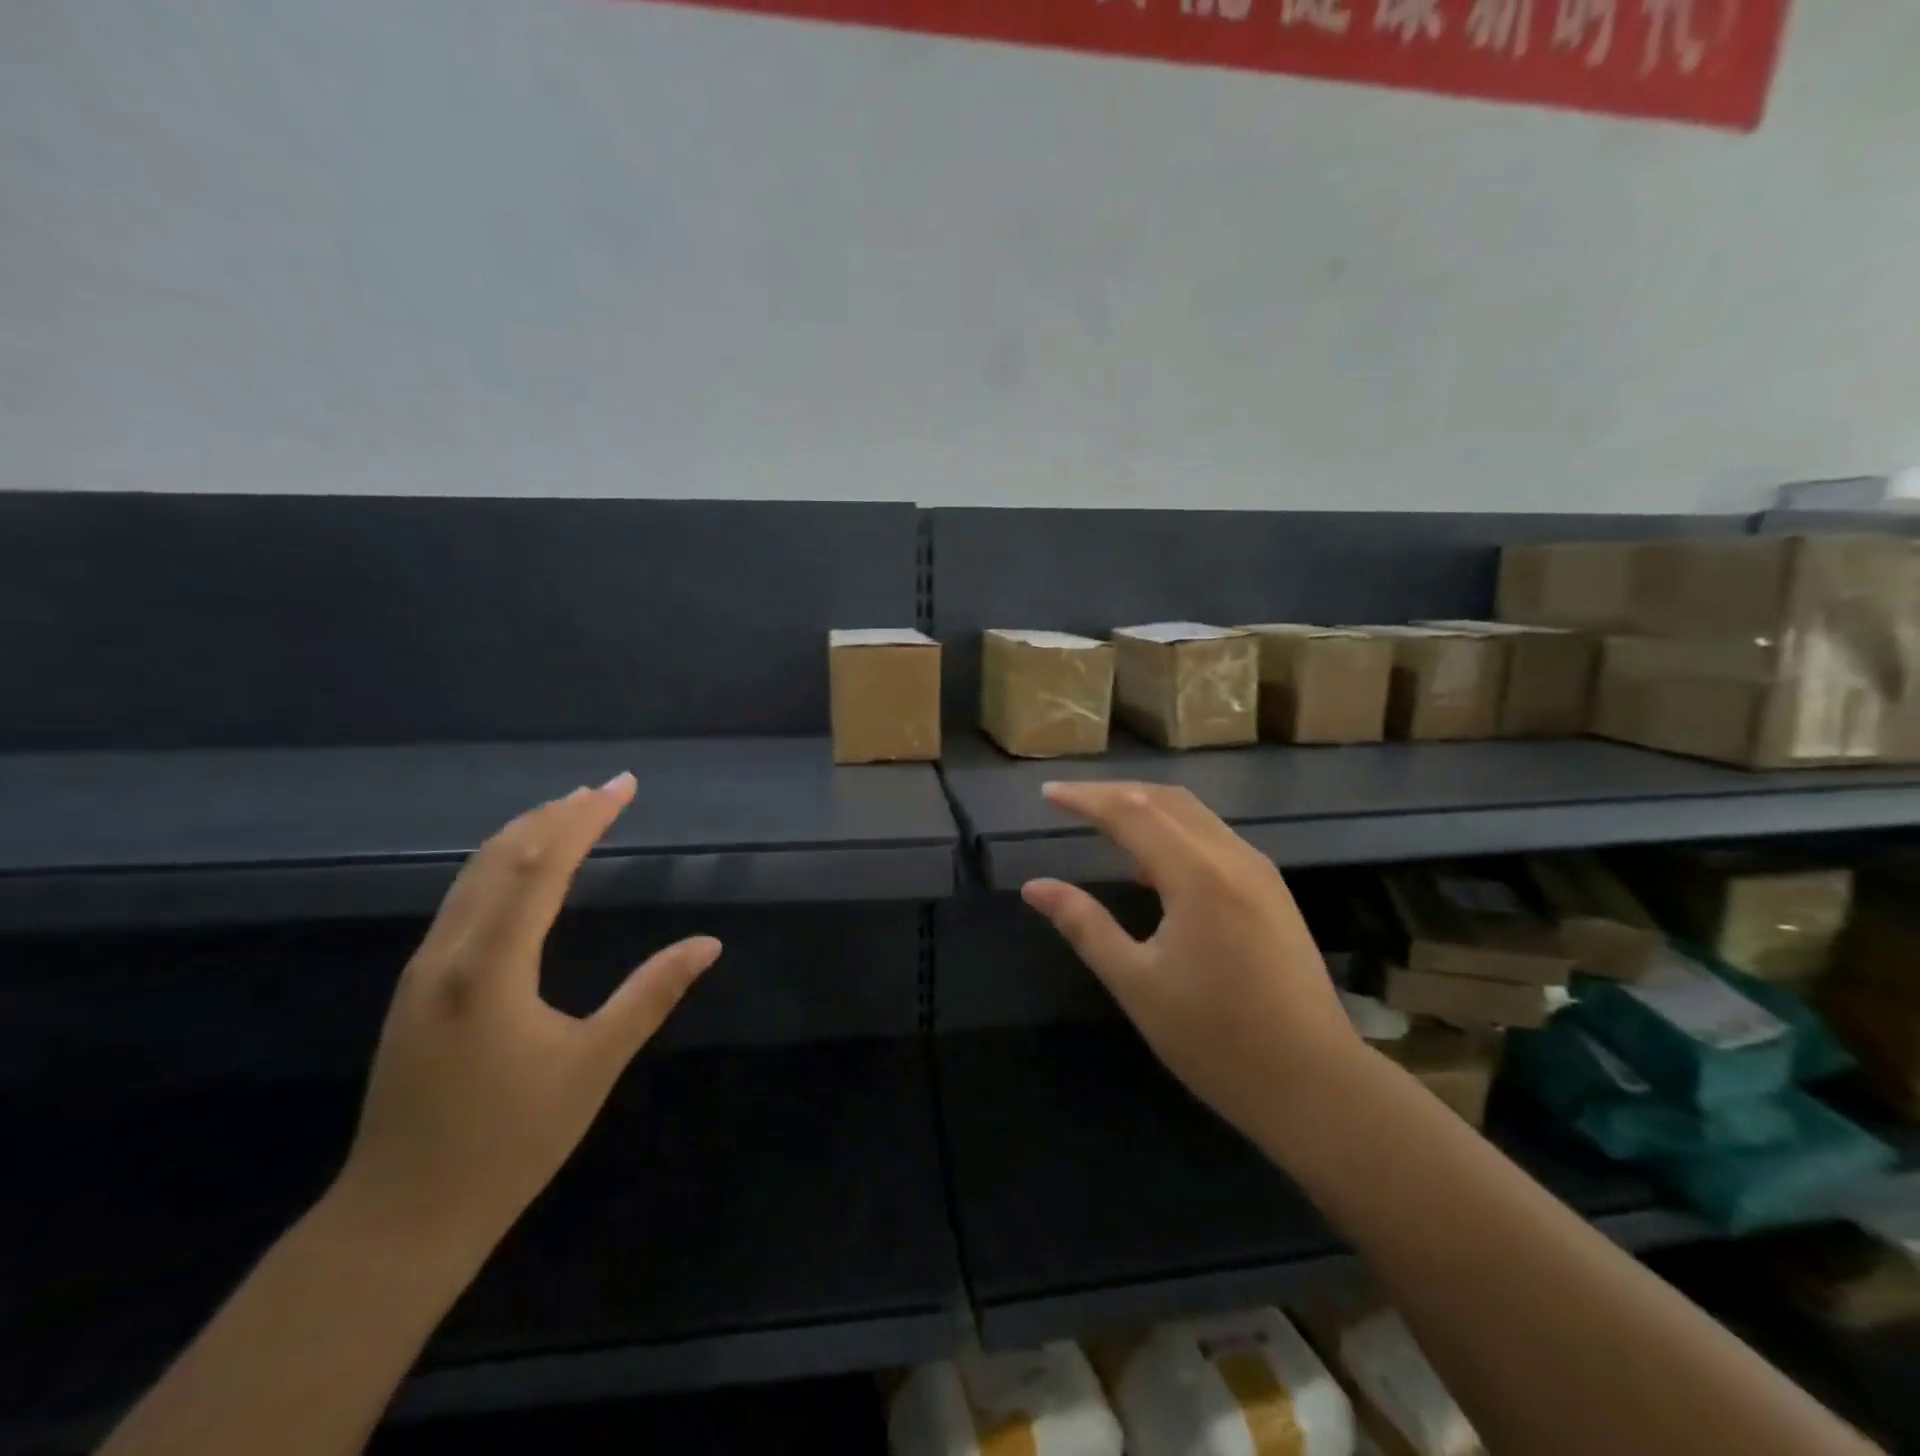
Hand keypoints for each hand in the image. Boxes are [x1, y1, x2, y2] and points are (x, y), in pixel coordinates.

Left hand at [334, 773, 720, 1251]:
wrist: (399, 1218)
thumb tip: (709, 944)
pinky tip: (524, 871)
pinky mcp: (418, 988)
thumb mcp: (594, 1064)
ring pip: (473, 875)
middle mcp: (449, 953)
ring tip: (571, 811)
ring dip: (525, 834)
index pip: (543, 865)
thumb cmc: (509, 1142)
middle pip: (502, 856)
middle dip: (556, 814)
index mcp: (491, 966)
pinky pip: (462, 900)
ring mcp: (425, 969)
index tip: (623, 786)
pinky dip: (501, 866)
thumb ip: (652, 994)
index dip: (586, 819)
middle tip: (604, 788)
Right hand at [1022, 781, 1360, 1139]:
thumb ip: (1084, 925)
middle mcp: (1233, 857)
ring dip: (1146, 807)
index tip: (1047, 793)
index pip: (1131, 812)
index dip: (1085, 798)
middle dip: (1113, 793)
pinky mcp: (1272, 892)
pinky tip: (1152, 865)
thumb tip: (1035, 887)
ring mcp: (1260, 872)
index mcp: (1198, 875)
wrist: (1316, 1085)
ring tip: (1103, 821)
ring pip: (1195, 815)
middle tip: (1069, 800)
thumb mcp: (1136, 983)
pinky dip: (1174, 832)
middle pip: (1165, 799)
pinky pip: (1214, 838)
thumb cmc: (1216, 1039)